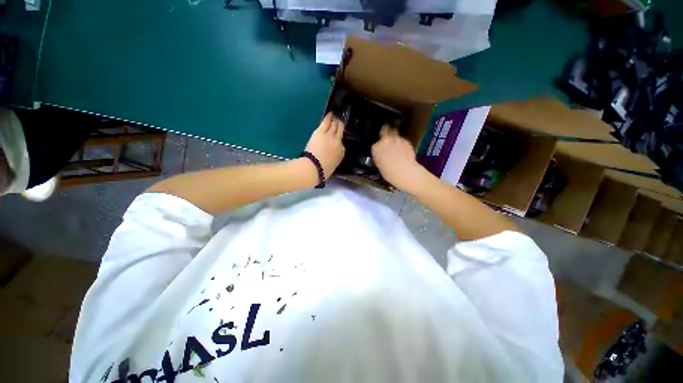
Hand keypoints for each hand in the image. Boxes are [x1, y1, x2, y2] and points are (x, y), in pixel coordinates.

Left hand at [304, 113, 345, 178]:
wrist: (314, 168)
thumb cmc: (322, 171)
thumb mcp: (332, 165)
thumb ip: (333, 158)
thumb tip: (331, 156)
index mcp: (341, 153)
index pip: (341, 144)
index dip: (338, 140)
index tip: (337, 138)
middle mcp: (338, 142)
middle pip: (341, 131)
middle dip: (340, 126)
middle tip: (339, 121)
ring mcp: (330, 136)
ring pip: (335, 125)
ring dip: (335, 120)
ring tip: (335, 116)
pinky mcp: (321, 132)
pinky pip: (327, 122)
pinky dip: (329, 117)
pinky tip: (330, 113)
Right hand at [372, 125, 425, 190]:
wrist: (404, 171)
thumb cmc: (389, 172)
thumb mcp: (379, 165)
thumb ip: (379, 156)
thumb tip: (380, 154)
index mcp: (376, 147)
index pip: (375, 144)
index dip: (378, 147)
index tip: (380, 150)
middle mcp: (386, 140)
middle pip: (385, 130)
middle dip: (386, 132)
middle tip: (387, 137)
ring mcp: (397, 139)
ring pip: (395, 134)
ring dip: (394, 138)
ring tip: (396, 146)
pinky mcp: (407, 141)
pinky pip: (403, 140)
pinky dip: (402, 143)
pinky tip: (403, 151)